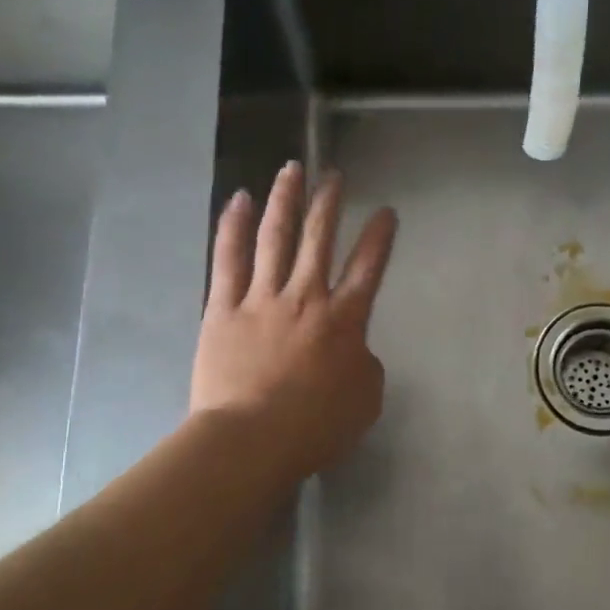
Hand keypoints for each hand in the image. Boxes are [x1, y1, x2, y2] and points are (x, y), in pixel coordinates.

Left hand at [191, 162, 397, 480]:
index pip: (368, 268)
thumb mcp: (365, 399)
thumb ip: (365, 364)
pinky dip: (233, 227)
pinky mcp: (222, 308)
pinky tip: (238, 200)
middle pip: (319, 239)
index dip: (380, 237)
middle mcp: (306, 297)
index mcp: (344, 321)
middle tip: (334, 176)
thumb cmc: (315, 426)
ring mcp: (261, 298)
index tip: (386, 212)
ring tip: (291, 170)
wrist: (251, 439)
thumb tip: (354, 348)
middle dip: (329, 204)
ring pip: (275, 238)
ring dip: (285, 201)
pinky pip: (228, 259)